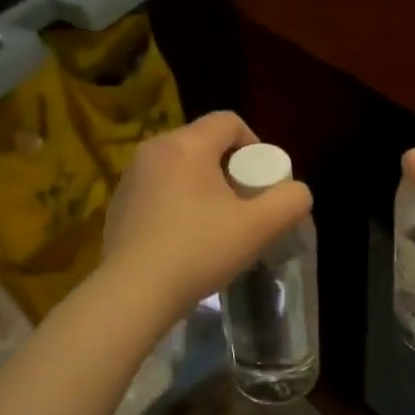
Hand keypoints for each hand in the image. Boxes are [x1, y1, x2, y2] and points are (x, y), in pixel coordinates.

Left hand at [103, 111, 312, 319]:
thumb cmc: (198, 250)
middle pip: (203, 144)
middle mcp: (153, 150)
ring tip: (214, 225)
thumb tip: (296, 191)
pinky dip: (175, 204)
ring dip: (201, 187)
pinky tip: (183, 240)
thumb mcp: (258, 227)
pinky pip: (157, 191)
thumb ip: (289, 201)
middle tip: (243, 206)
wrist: (134, 293)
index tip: (261, 181)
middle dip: (228, 169)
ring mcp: (130, 177)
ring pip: (178, 168)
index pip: (229, 121)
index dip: (254, 144)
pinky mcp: (117, 205)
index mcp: (186, 145)